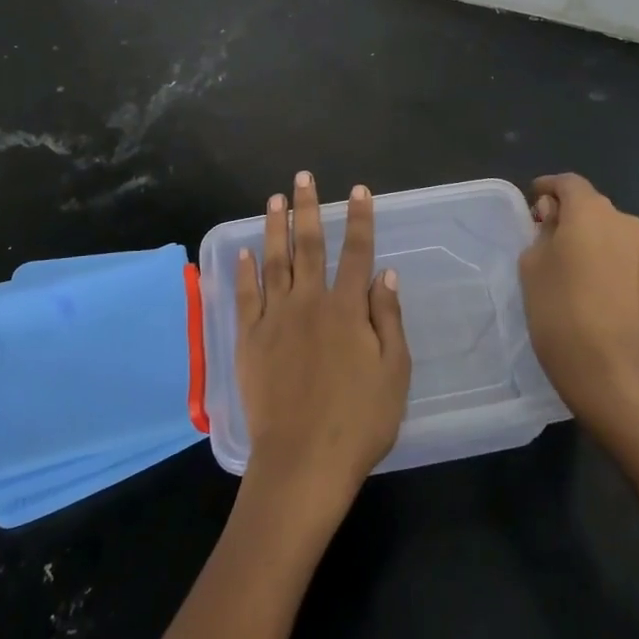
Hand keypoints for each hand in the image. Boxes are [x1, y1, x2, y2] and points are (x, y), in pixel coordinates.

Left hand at [235, 172, 409, 524]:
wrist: (303, 460)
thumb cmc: (359, 421)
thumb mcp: (394, 372)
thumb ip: (388, 319)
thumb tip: (385, 273)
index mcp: (347, 310)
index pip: (356, 253)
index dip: (360, 220)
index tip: (359, 191)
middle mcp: (309, 303)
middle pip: (309, 246)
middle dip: (308, 209)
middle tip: (303, 177)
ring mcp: (274, 319)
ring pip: (274, 261)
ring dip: (274, 227)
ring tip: (274, 198)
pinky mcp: (249, 339)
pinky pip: (246, 296)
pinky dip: (245, 271)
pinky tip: (245, 251)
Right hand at [518, 173, 638, 427]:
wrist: (604, 364)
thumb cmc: (557, 306)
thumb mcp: (532, 261)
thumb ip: (543, 231)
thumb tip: (556, 220)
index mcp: (591, 210)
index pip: (568, 183)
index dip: (548, 187)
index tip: (532, 200)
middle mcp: (623, 221)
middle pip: (590, 205)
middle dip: (567, 213)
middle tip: (543, 234)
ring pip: (607, 229)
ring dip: (587, 235)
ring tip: (564, 260)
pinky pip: (619, 252)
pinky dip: (602, 255)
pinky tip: (586, 280)